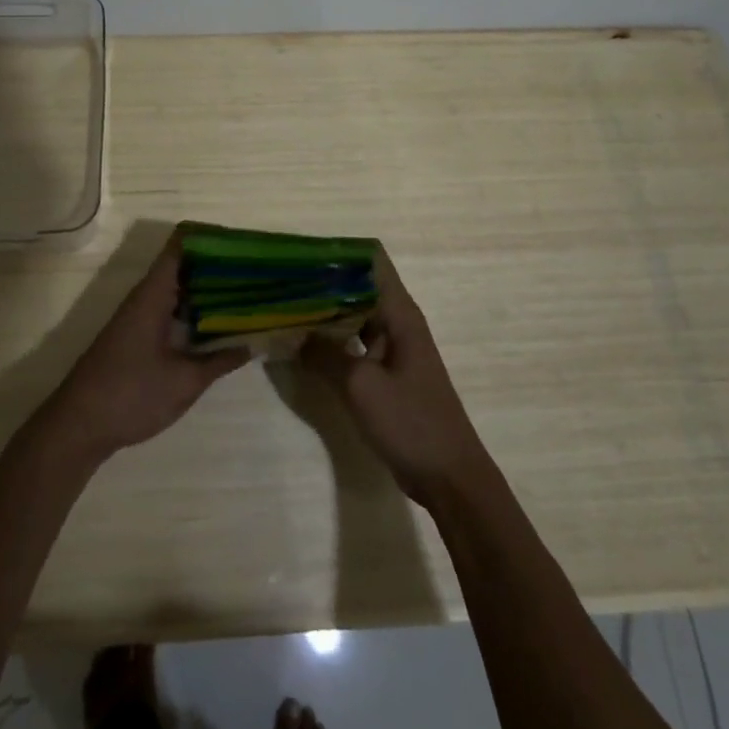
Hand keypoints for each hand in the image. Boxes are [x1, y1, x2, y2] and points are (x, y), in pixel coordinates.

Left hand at [46, 233, 249, 462]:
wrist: (78, 426)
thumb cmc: (131, 395)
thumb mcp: (184, 381)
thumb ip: (220, 360)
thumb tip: (253, 344)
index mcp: (153, 294)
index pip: (182, 244)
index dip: (211, 238)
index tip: (245, 245)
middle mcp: (146, 297)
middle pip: (184, 265)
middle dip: (219, 266)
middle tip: (258, 272)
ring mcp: (140, 316)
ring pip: (179, 289)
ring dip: (209, 290)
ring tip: (249, 293)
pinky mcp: (139, 336)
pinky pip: (172, 310)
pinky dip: (197, 311)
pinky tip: (221, 325)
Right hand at [299, 248, 489, 506]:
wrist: (450, 478)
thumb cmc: (411, 423)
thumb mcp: (360, 386)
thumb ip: (324, 354)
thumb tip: (293, 331)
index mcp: (398, 312)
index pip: (370, 259)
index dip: (337, 251)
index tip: (299, 254)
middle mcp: (395, 321)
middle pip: (357, 284)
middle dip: (321, 280)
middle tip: (279, 280)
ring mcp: (391, 347)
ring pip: (352, 314)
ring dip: (323, 310)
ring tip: (282, 305)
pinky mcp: (384, 371)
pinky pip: (353, 342)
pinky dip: (330, 339)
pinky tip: (301, 343)